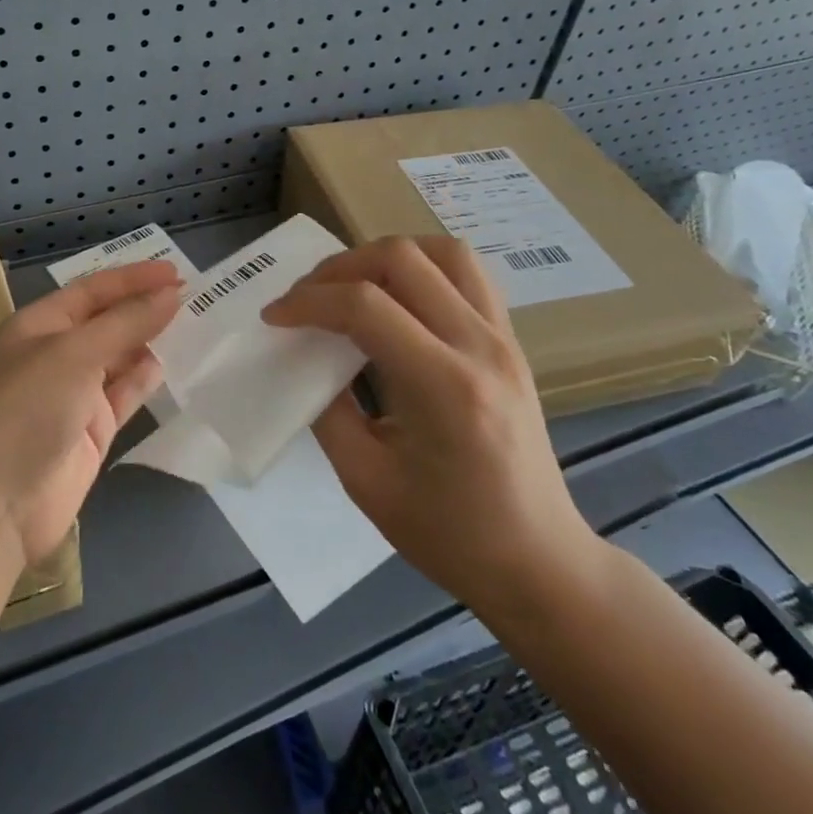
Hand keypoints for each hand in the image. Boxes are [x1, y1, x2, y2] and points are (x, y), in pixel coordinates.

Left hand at [0, 260, 181, 565]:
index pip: (92, 290)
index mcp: (38, 326)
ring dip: (150, 341)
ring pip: (119, 357)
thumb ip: (127, 323)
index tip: (175, 272)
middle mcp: (55, 355)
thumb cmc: (28, 410)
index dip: (132, 278)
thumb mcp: (75, 354)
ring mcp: (73, 394)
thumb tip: (171, 294)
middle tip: (192, 295)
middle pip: (107, 322)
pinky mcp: (91, 430)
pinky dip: (145, 379)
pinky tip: (170, 364)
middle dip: (144, 307)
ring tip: (193, 325)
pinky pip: (124, 394)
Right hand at [261, 236, 601, 623]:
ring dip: (385, 257)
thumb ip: (327, 409)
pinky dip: (422, 267)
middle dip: (339, 268)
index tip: (275, 317)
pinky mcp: (510, 341)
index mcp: (444, 387)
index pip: (365, 307)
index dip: (309, 302)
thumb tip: (305, 357)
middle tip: (307, 299)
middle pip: (401, 260)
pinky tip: (396, 297)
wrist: (537, 561)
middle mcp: (479, 346)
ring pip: (441, 252)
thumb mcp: (366, 479)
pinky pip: (467, 274)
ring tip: (351, 287)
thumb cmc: (449, 534)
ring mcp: (503, 338)